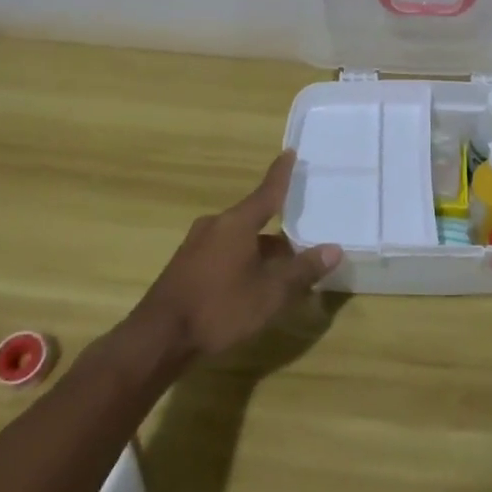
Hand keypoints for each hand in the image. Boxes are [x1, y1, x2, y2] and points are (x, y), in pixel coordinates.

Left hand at [129, 151, 342, 365]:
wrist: (157, 339)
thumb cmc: (219, 308)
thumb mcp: (270, 293)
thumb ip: (302, 270)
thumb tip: (334, 249)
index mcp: (236, 223)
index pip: (267, 191)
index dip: (281, 174)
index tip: (290, 153)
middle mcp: (215, 226)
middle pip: (253, 219)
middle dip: (277, 229)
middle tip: (301, 237)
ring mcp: (196, 246)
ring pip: (238, 239)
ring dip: (259, 249)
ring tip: (281, 269)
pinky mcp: (185, 267)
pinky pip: (222, 253)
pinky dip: (241, 260)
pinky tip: (250, 283)